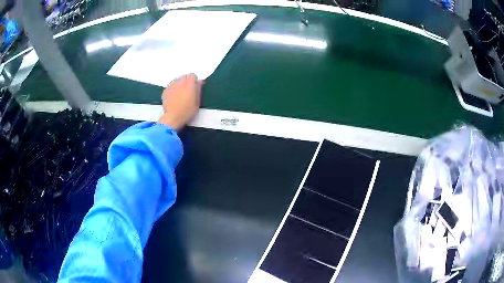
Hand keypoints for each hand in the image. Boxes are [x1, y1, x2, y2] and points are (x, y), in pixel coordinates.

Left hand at [158, 73, 202, 130]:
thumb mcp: (197, 101)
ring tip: (180, 95)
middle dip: (186, 82)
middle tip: (187, 92)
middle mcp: (180, 81)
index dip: (194, 81)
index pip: (193, 75)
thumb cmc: (187, 111)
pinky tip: (174, 98)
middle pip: (184, 77)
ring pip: (177, 81)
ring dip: (179, 85)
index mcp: (189, 83)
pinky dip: (173, 89)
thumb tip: (200, 81)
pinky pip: (171, 86)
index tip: (194, 88)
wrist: (173, 117)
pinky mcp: (165, 90)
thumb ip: (198, 89)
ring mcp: (171, 85)